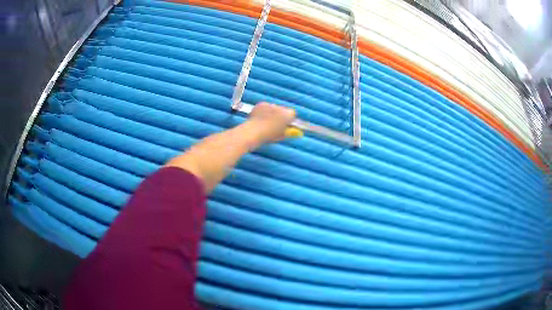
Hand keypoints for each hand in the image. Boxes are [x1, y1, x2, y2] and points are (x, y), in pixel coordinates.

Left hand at [246, 102, 295, 143]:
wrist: (254, 132)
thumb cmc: (268, 136)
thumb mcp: (281, 135)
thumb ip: (287, 131)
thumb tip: (289, 130)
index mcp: (287, 115)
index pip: (292, 113)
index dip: (289, 119)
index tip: (286, 123)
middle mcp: (280, 107)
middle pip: (283, 109)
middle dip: (280, 114)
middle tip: (275, 122)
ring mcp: (270, 105)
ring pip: (273, 108)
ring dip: (271, 113)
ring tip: (265, 122)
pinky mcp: (262, 104)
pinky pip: (264, 107)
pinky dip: (263, 111)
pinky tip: (259, 118)